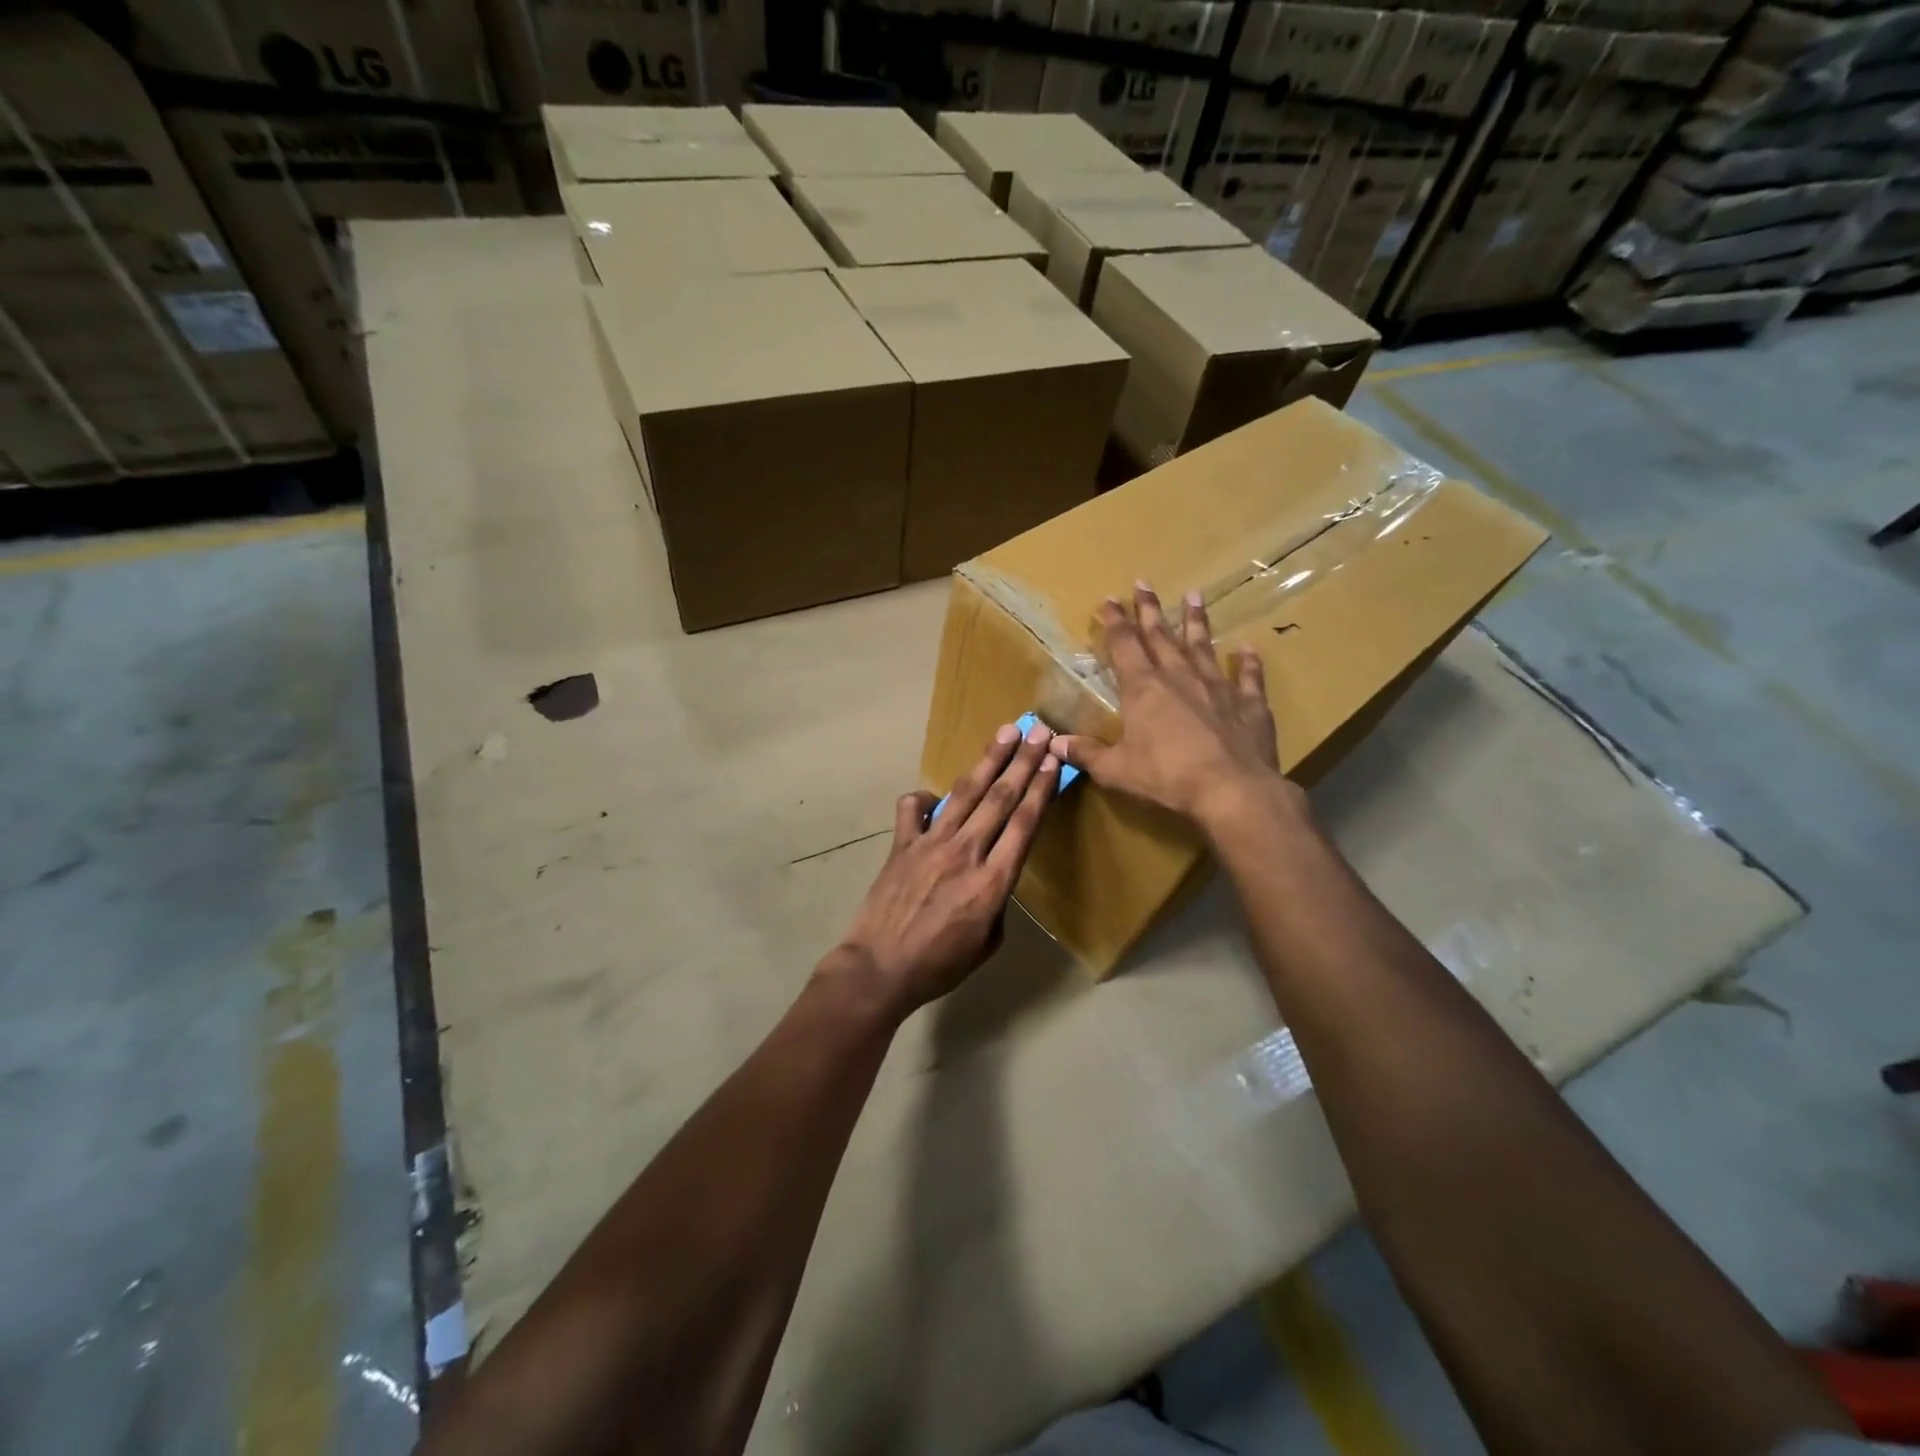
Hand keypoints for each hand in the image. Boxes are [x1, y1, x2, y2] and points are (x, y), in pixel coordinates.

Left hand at [830, 720, 1060, 1018]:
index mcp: (993, 881)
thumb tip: (993, 874)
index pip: (1024, 823)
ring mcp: (930, 843)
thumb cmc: (940, 965)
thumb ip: (997, 901)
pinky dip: (925, 797)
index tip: (1053, 760)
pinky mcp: (902, 844)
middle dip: (1022, 761)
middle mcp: (965, 852)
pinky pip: (913, 808)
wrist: (880, 968)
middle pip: (1000, 798)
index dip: (1040, 787)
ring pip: (965, 793)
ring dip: (988, 761)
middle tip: (1038, 730)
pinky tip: (935, 797)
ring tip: (1005, 733)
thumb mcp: (988, 943)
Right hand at [1055, 583, 1297, 828]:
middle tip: (1144, 583)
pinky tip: (1248, 648)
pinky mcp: (1249, 705)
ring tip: (1195, 595)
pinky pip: (1248, 677)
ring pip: (1203, 646)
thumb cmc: (1166, 778)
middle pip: (1161, 636)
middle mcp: (1179, 678)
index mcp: (1143, 689)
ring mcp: (1217, 688)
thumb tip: (1054, 744)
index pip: (1124, 645)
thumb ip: (1086, 754)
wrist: (1232, 791)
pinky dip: (1247, 662)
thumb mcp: (1116, 770)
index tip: (1109, 599)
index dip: (1115, 622)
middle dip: (1150, 610)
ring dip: (1197, 621)